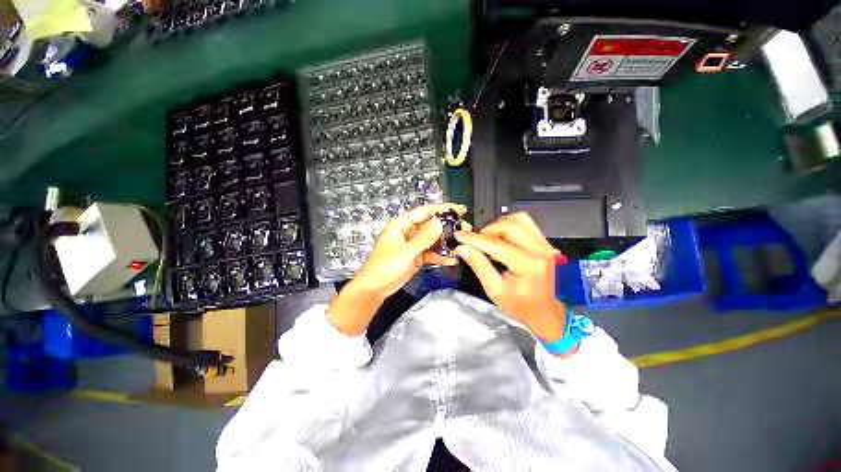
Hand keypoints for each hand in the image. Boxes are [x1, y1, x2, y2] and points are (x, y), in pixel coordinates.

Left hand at [327, 203, 467, 335]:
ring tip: (462, 244)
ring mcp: (413, 245)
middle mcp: (408, 232)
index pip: (424, 212)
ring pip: (433, 239)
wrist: (375, 289)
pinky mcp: (416, 256)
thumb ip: (423, 238)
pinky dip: (440, 256)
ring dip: (446, 242)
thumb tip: (439, 222)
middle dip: (447, 227)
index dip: (442, 209)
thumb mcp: (405, 252)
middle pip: (431, 225)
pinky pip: (431, 253)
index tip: (460, 210)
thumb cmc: (384, 267)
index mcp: (402, 225)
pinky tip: (452, 259)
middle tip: (465, 229)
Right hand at [453, 212, 566, 341]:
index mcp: (529, 265)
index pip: (496, 245)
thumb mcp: (495, 290)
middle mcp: (541, 250)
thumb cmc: (520, 306)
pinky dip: (509, 226)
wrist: (545, 312)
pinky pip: (526, 223)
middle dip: (486, 232)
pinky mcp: (545, 242)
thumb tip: (463, 248)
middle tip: (475, 243)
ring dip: (498, 226)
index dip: (474, 239)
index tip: (459, 236)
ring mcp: (545, 244)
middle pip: (509, 226)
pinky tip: (501, 238)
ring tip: (488, 240)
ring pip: (518, 220)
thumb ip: (479, 266)